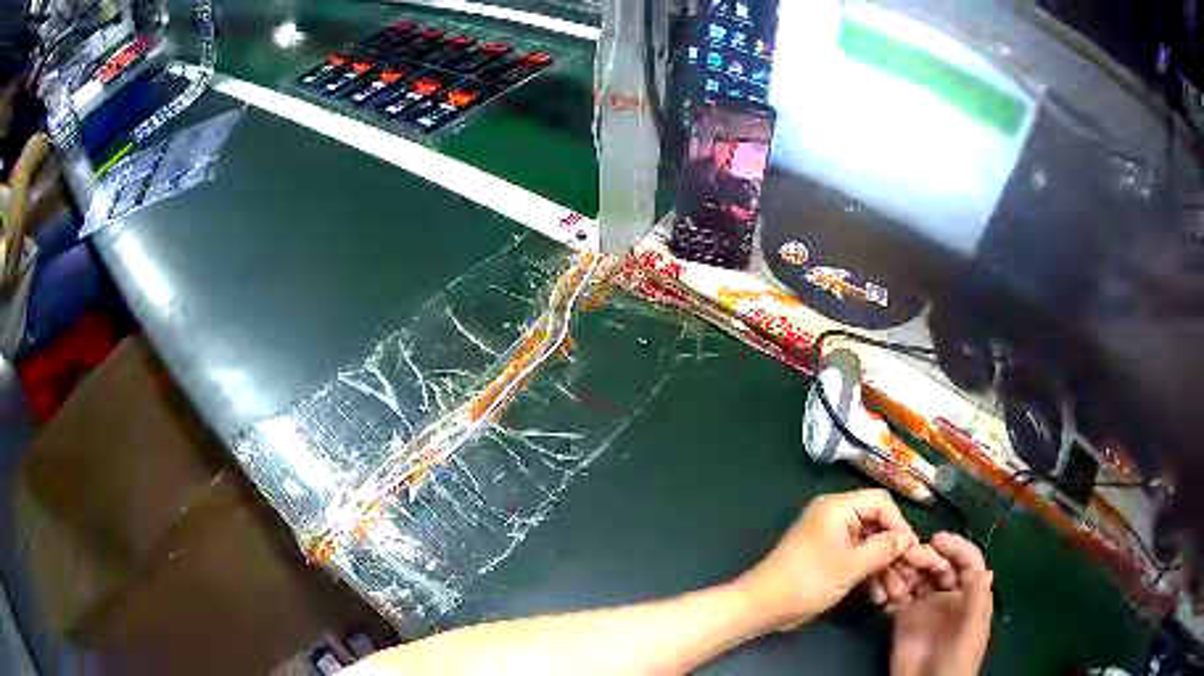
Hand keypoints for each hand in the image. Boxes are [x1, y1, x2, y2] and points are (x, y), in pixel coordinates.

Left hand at [736, 489, 916, 631]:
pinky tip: (879, 597)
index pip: (881, 503)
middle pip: (876, 526)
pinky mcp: (825, 560)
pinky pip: (854, 560)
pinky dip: (867, 575)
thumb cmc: (808, 579)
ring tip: (896, 593)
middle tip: (909, 577)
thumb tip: (908, 538)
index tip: (911, 550)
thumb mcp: (852, 565)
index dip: (899, 525)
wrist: (762, 605)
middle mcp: (835, 517)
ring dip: (883, 568)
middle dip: (893, 553)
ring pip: (867, 547)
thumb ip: (884, 548)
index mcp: (839, 507)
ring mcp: (829, 539)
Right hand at [874, 533, 993, 675]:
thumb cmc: (958, 660)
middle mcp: (948, 595)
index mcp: (970, 594)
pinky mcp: (902, 617)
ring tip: (892, 565)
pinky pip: (897, 595)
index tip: (937, 540)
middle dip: (926, 556)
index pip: (967, 562)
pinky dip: (889, 586)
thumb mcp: (973, 630)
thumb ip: (977, 599)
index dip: (956, 547)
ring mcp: (925, 605)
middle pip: (940, 566)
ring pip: (917, 577)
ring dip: (905, 567)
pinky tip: (883, 584)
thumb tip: (982, 568)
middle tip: (908, 554)